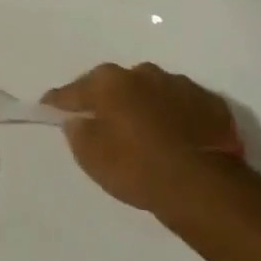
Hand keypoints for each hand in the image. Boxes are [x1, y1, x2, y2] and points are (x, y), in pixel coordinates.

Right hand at [44, 61, 243, 220]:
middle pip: (114, 86)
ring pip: (150, 92)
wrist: (205, 186)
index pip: (73, 91)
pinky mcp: (211, 102)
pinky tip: (177, 139)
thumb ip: (78, 131)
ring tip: (146, 134)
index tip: (50, 108)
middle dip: (107, 101)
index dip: (59, 102)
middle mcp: (142, 73)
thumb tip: (79, 119)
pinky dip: (175, 117)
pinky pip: (182, 106)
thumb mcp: (91, 157)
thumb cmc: (138, 168)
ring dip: (144, 106)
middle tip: (104, 124)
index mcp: (109, 82)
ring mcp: (179, 85)